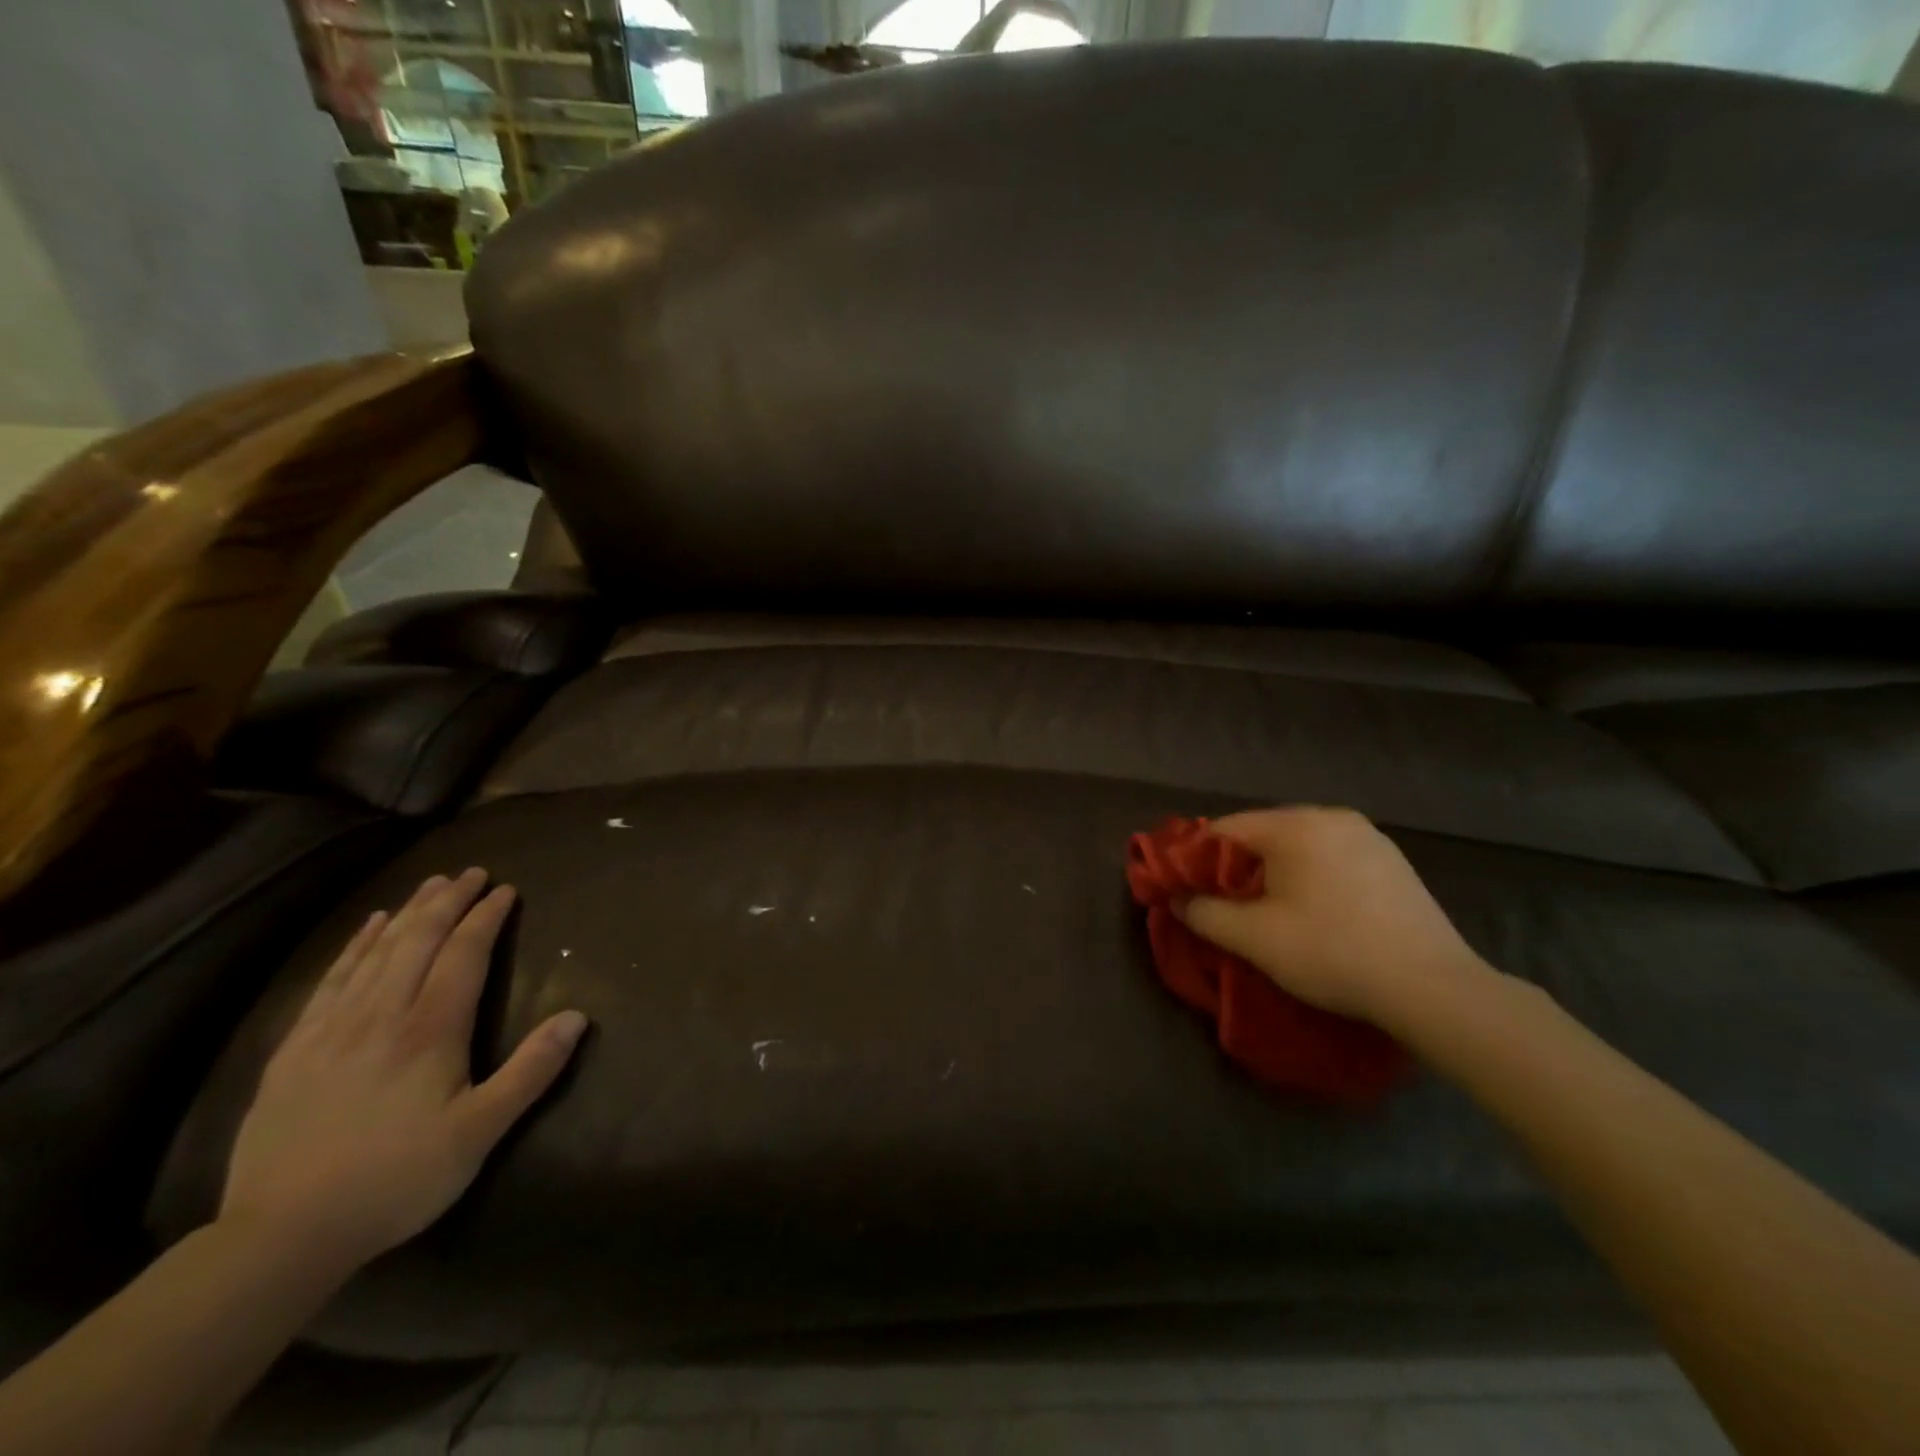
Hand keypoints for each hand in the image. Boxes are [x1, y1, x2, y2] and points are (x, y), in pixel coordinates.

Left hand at [219, 870, 587, 1272]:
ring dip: (408, 914)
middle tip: (471, 873)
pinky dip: (355, 946)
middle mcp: (382, 1015)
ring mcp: (332, 1029)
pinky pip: (330, 980)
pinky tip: (368, 929)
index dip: (486, 918)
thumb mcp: (480, 1132)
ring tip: (429, 885)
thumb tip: (578, 1016)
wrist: (281, 1235)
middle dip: (448, 902)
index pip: (464, 955)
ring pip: (376, 953)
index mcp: (430, 1031)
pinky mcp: (294, 1050)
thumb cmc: (397, 1179)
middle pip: (418, 941)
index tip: (505, 889)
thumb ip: (531, 1071)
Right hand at [1177, 807, 1490, 1031]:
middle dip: (1236, 867)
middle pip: (1262, 834)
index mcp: (1296, 825)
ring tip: (1270, 912)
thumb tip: (1178, 900)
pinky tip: (1317, 913)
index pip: (1225, 829)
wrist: (1433, 988)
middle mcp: (1332, 817)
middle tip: (1226, 907)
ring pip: (1298, 846)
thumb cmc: (1332, 953)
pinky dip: (1311, 877)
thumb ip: (1205, 913)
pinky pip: (1331, 858)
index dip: (1196, 859)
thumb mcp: (1254, 938)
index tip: (1187, 891)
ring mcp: (1368, 837)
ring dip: (1275, 873)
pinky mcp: (1392, 861)